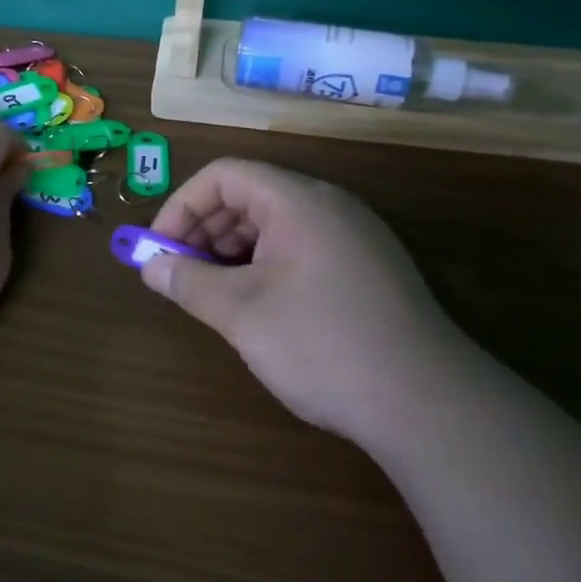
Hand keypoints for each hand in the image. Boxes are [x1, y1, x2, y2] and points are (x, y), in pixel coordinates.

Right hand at [139, 159, 466, 439]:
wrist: (430, 406)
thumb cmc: (323, 345)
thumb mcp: (242, 313)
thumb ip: (188, 283)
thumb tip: (150, 267)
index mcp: (298, 201)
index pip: (224, 175)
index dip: (182, 206)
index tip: (161, 251)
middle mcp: (328, 206)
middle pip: (249, 195)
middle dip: (204, 231)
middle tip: (180, 276)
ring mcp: (353, 237)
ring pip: (274, 224)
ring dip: (232, 252)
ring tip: (213, 296)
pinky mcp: (367, 269)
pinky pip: (300, 248)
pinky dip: (264, 266)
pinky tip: (256, 307)